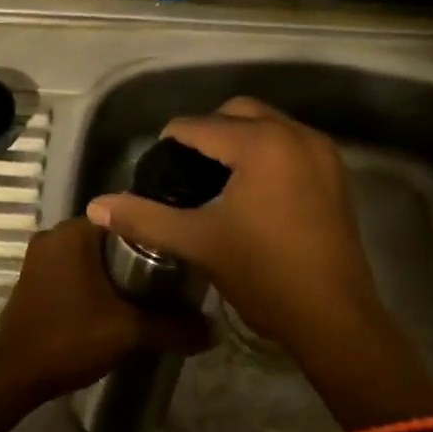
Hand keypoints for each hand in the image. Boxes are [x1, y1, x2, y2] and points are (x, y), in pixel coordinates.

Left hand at [0, 217, 209, 404]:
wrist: (15, 374)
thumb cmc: (71, 337)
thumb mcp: (129, 331)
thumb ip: (172, 326)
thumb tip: (214, 330)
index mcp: (74, 232)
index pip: (123, 218)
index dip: (151, 234)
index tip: (175, 254)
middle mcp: (53, 235)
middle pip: (106, 237)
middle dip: (134, 255)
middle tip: (166, 278)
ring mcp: (38, 258)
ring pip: (87, 256)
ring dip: (111, 271)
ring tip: (144, 292)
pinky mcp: (32, 280)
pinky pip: (70, 270)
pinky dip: (90, 282)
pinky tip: (111, 304)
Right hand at [86, 97, 382, 358]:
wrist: (335, 319)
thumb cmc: (263, 275)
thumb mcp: (197, 243)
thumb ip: (144, 218)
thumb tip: (96, 205)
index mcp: (260, 144)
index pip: (198, 126)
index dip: (170, 143)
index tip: (156, 170)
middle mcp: (294, 134)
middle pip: (236, 112)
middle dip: (207, 131)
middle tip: (185, 169)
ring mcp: (321, 151)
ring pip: (267, 123)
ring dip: (239, 138)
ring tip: (216, 177)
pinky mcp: (336, 172)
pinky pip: (291, 142)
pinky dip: (267, 150)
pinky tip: (253, 188)